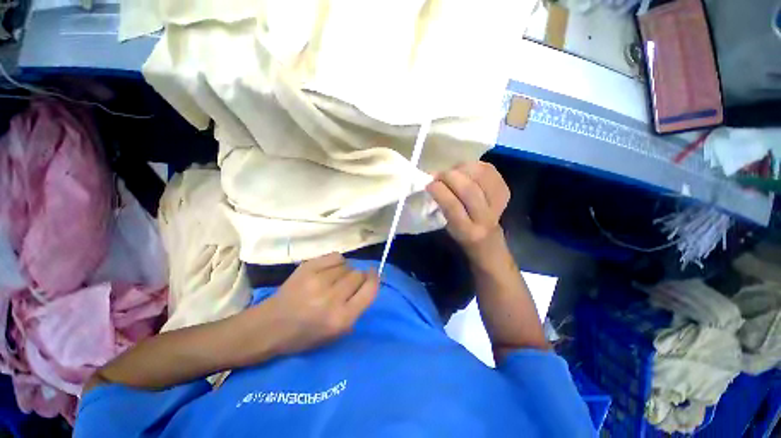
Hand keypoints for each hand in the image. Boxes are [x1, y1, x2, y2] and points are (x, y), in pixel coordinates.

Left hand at [262, 253, 378, 355]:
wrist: (270, 326)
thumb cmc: (305, 335)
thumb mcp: (337, 333)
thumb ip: (357, 308)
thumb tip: (368, 282)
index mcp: (341, 318)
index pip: (370, 290)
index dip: (375, 279)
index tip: (374, 274)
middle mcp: (332, 298)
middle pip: (359, 275)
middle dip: (358, 278)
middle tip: (347, 284)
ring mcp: (318, 280)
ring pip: (347, 265)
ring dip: (345, 271)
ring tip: (333, 279)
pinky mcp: (308, 267)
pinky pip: (335, 257)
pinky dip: (336, 262)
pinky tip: (328, 270)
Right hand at [426, 162, 510, 259]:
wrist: (488, 238)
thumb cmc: (460, 232)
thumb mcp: (446, 226)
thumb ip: (441, 207)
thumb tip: (433, 182)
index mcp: (467, 232)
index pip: (453, 206)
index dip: (440, 191)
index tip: (429, 185)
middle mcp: (485, 218)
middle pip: (469, 189)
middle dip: (449, 177)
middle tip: (438, 176)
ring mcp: (499, 203)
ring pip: (481, 175)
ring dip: (462, 169)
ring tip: (452, 172)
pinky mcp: (505, 190)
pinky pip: (489, 170)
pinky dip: (474, 166)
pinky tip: (465, 171)